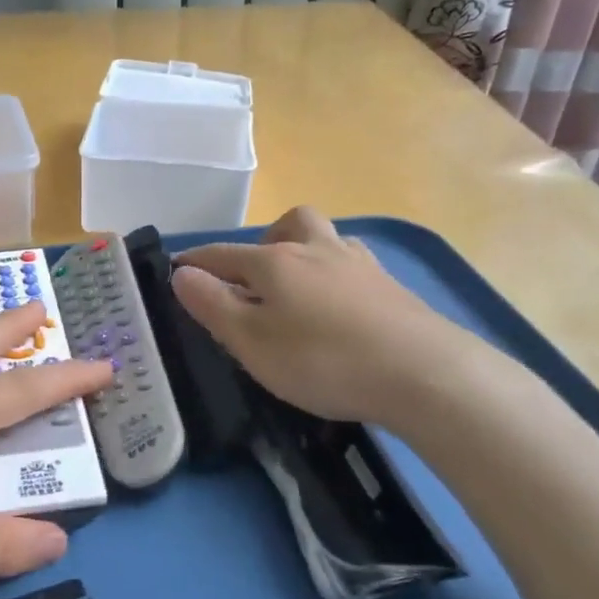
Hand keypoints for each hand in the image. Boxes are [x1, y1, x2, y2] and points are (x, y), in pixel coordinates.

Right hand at [171, 206, 483, 429]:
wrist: (423, 373)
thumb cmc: (322, 360)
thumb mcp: (251, 341)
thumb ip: (212, 305)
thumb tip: (181, 273)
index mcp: (275, 262)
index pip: (222, 254)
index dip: (195, 262)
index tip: (176, 271)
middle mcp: (316, 249)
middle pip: (285, 225)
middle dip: (261, 244)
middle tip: (253, 279)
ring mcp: (358, 264)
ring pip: (324, 238)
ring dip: (302, 252)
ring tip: (296, 290)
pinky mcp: (390, 286)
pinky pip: (351, 264)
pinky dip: (333, 275)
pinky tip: (338, 305)